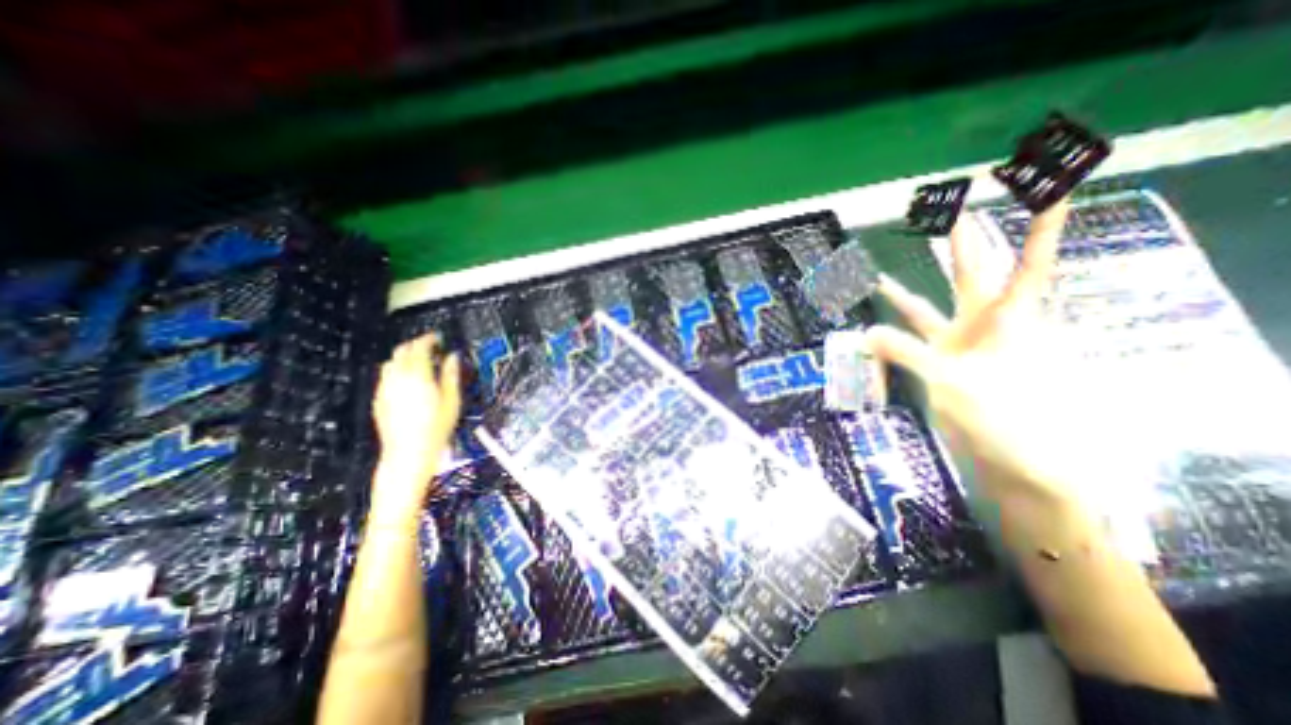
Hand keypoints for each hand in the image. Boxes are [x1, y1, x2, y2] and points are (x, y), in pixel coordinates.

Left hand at [370, 337, 461, 511]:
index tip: (438, 338)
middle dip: (415, 344)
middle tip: (430, 347)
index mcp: (419, 376)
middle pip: (402, 351)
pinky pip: (385, 376)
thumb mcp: (452, 401)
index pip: (420, 347)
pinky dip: (396, 370)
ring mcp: (385, 388)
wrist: (408, 453)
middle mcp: (398, 378)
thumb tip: (453, 357)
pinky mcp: (379, 399)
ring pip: (391, 362)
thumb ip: (451, 375)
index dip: (429, 339)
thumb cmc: (436, 428)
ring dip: (404, 357)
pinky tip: (407, 380)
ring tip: (419, 363)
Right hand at [866, 198, 1087, 515]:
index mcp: (1002, 321)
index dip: (1040, 230)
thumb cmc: (998, 416)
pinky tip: (874, 318)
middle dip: (964, 241)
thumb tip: (865, 332)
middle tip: (957, 208)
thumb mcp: (947, 379)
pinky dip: (891, 326)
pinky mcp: (940, 360)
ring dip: (914, 282)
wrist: (1008, 456)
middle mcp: (982, 323)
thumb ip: (904, 351)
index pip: (1023, 267)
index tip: (1052, 190)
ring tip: (896, 263)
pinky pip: (909, 336)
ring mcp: (958, 341)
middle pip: (973, 272)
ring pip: (932, 303)